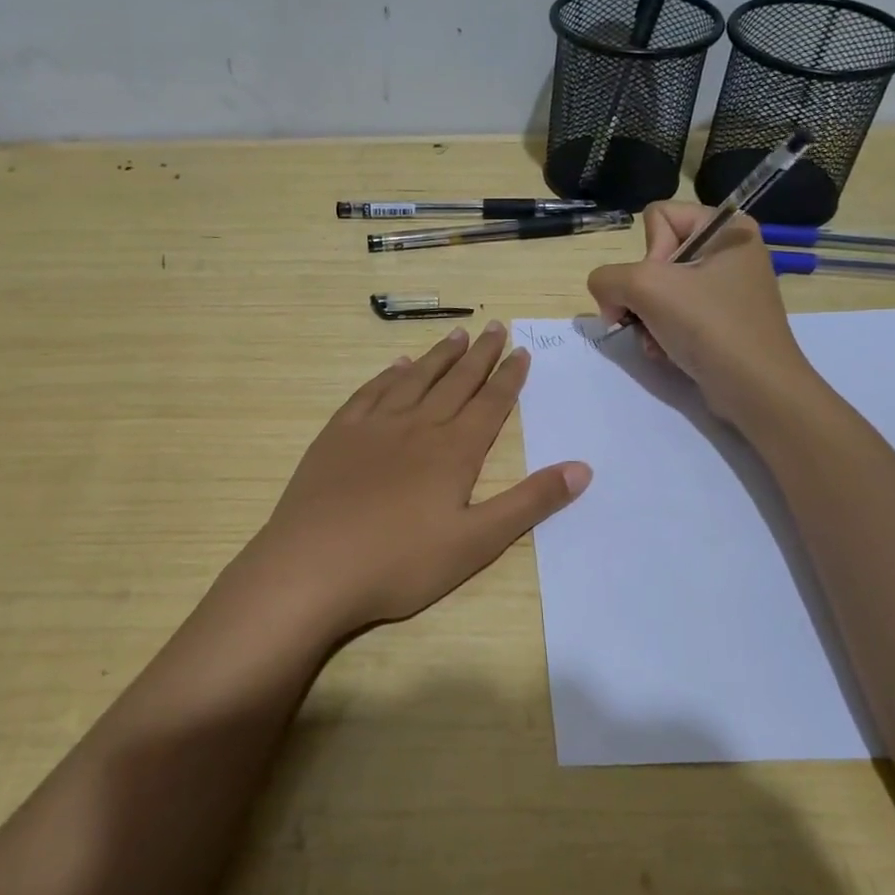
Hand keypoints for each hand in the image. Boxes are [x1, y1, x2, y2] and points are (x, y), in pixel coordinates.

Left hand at [230, 321, 590, 640]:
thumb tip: (582, 468)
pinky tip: (397, 366)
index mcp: (453, 451)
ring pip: (414, 379)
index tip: (521, 351)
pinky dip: (388, 375)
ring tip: (457, 334)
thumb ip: (530, 503)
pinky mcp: (338, 435)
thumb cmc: (400, 563)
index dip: (509, 377)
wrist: (312, 568)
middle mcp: (417, 427)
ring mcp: (373, 427)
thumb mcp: (477, 542)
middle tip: (495, 326)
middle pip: (455, 381)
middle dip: (480, 354)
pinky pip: (370, 392)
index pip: (490, 403)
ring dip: (438, 356)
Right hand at [586, 202, 813, 422]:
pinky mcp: (721, 321)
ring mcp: (726, 289)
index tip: (660, 286)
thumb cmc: (709, 326)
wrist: (755, 389)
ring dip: (647, 319)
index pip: (658, 217)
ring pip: (659, 291)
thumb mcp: (646, 287)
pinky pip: (674, 315)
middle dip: (642, 295)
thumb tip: (606, 296)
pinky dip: (662, 334)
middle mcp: (729, 252)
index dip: (647, 253)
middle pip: (655, 257)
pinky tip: (666, 352)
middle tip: (649, 319)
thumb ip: (607, 278)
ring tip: (657, 342)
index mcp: (727, 228)